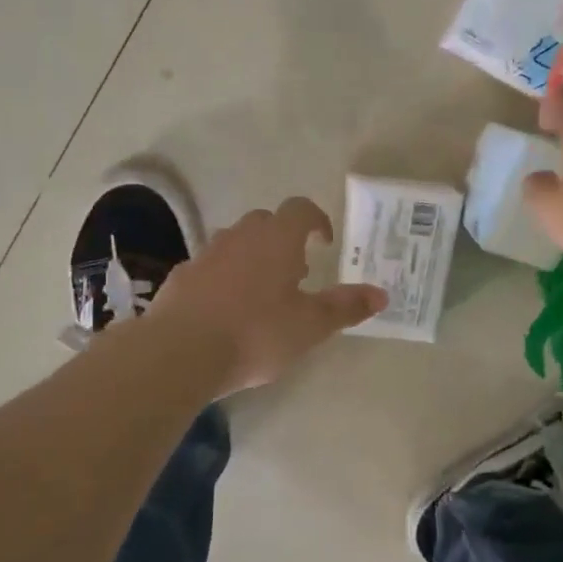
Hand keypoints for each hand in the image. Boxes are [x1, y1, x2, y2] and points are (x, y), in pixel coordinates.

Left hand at [150, 197, 386, 394]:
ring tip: (263, 294)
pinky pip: (210, 268)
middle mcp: (240, 236)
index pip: (300, 209)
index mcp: (276, 239)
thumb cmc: (256, 333)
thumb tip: (381, 294)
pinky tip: (227, 312)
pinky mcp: (181, 277)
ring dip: (253, 258)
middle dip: (284, 240)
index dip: (316, 220)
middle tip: (297, 272)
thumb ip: (345, 307)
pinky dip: (224, 279)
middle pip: (266, 223)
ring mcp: (206, 255)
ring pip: (235, 243)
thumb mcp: (310, 325)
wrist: (180, 352)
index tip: (325, 241)